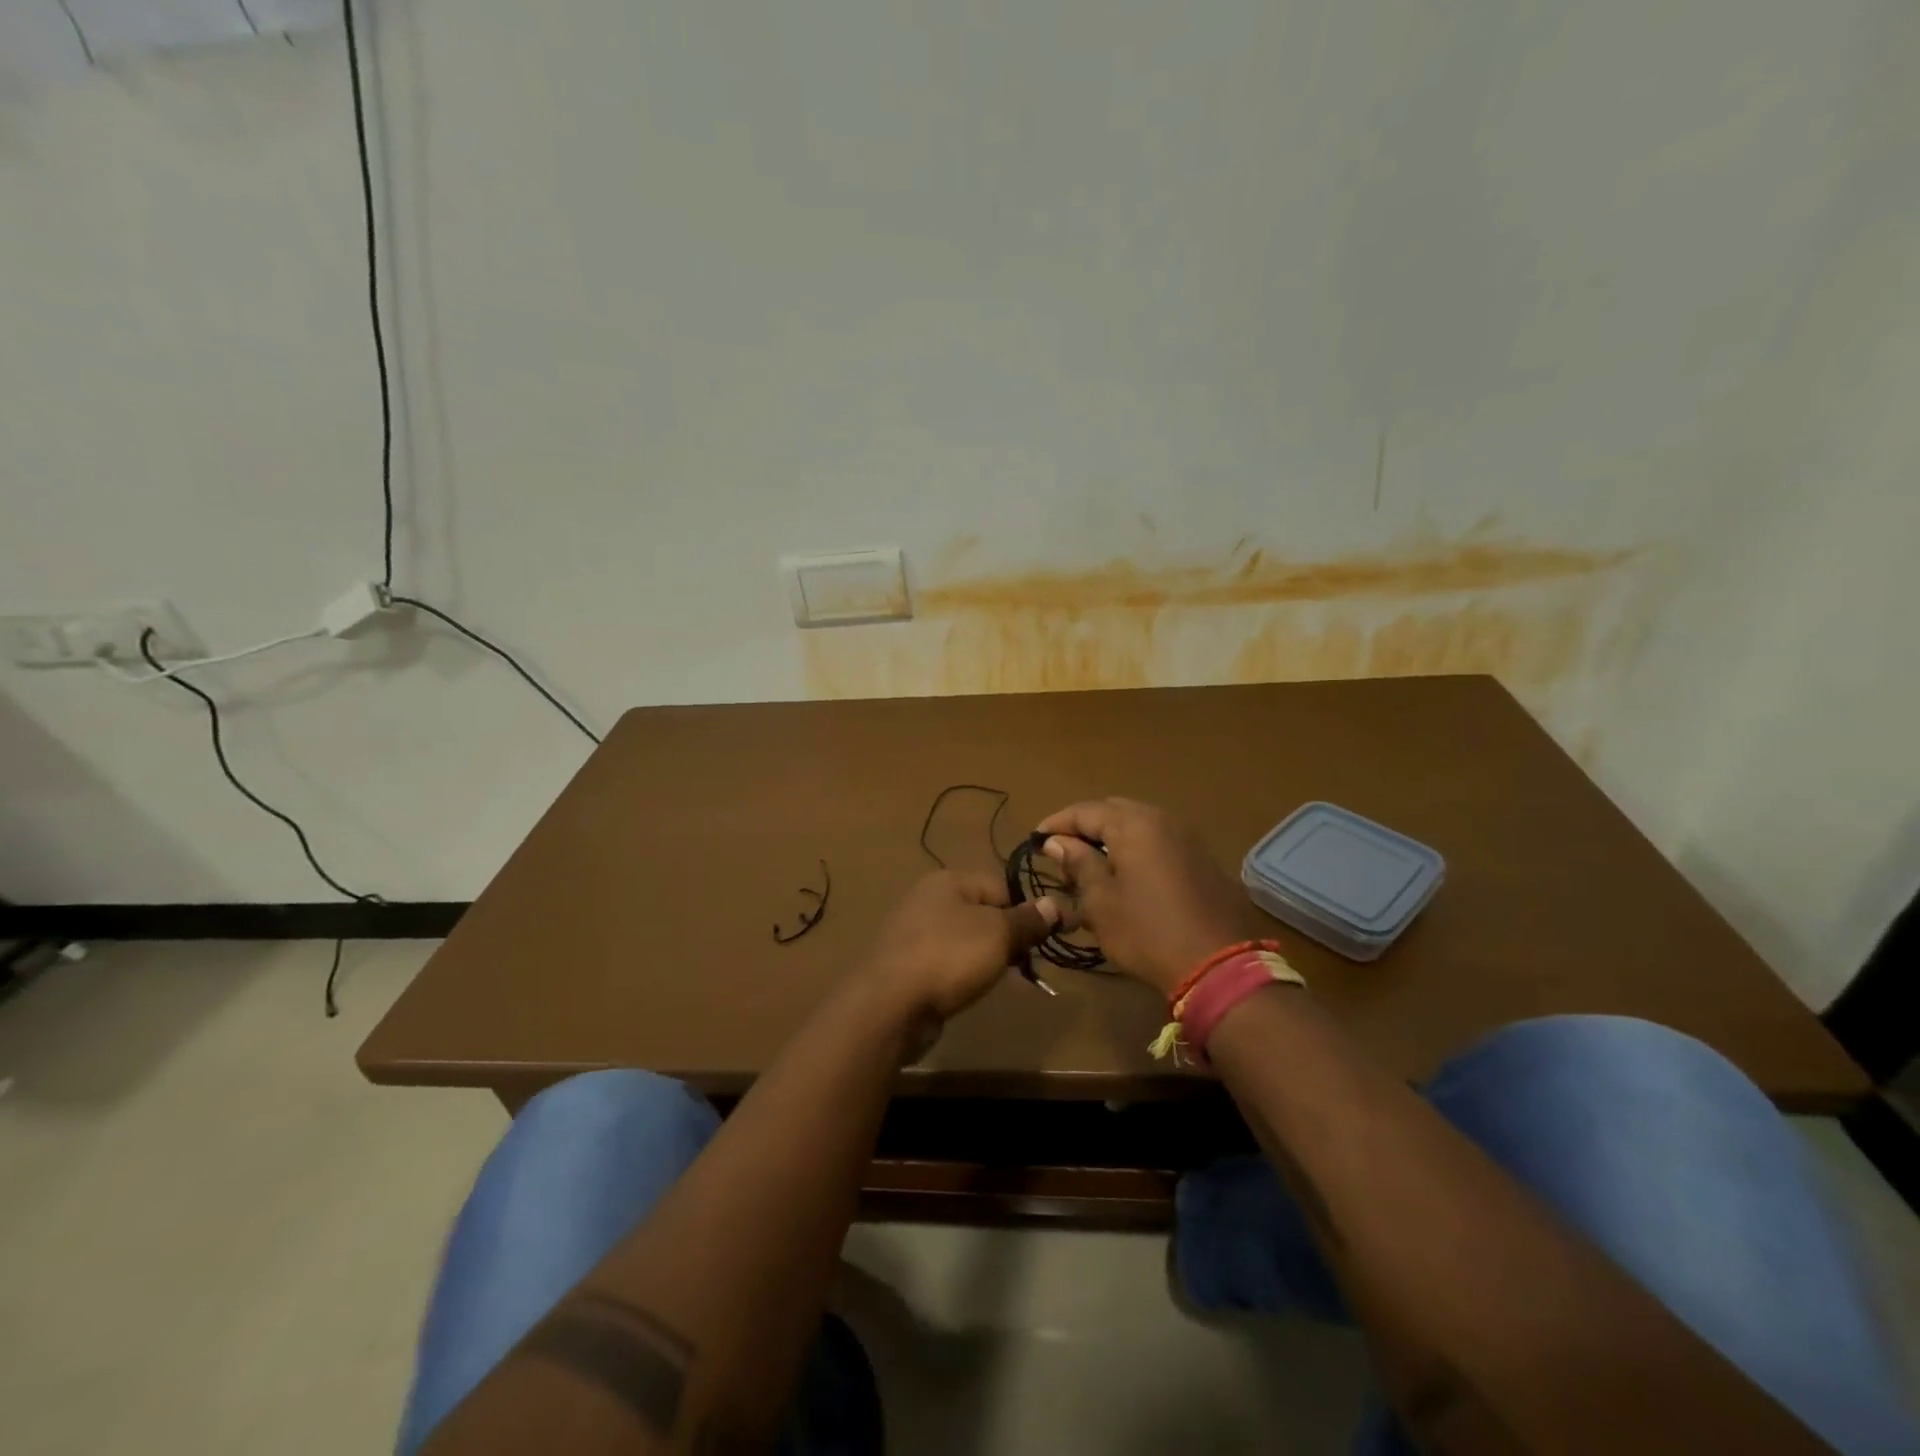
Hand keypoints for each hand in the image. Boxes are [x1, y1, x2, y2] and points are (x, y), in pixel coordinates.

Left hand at [860, 870, 1061, 1023]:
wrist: (892, 1004)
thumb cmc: (950, 956)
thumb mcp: (999, 933)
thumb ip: (1028, 919)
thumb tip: (1055, 904)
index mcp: (949, 880)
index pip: (1002, 886)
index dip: (1027, 910)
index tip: (1046, 938)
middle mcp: (929, 899)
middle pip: (984, 912)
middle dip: (1009, 936)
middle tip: (1027, 962)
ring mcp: (915, 932)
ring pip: (966, 939)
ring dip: (988, 957)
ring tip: (1003, 979)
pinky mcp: (908, 964)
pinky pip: (948, 961)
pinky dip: (964, 973)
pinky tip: (972, 989)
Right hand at [1036, 798, 1263, 996]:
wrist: (1220, 966)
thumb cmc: (1148, 932)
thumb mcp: (1101, 901)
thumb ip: (1078, 864)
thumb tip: (1057, 842)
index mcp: (1135, 824)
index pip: (1085, 811)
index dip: (1056, 823)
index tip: (1035, 841)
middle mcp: (1163, 820)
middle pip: (1113, 811)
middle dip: (1084, 827)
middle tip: (1062, 852)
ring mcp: (1187, 838)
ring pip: (1138, 825)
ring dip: (1110, 838)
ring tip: (1090, 865)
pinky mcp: (1201, 860)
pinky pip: (1158, 842)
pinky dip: (1135, 849)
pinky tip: (1124, 875)